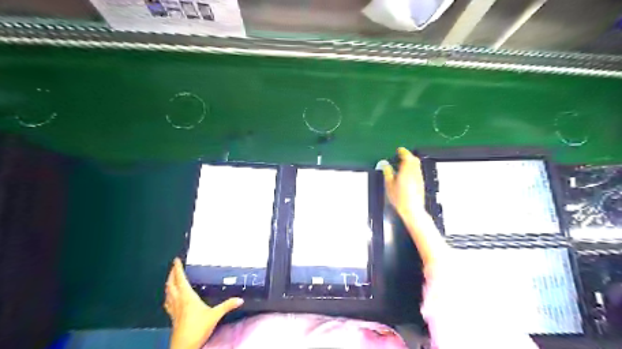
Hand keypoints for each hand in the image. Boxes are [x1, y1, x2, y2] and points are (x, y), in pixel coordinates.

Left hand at [164, 256, 243, 348]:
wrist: (184, 346)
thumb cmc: (198, 328)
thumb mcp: (215, 315)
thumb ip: (227, 306)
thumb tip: (240, 299)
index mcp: (187, 297)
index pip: (180, 279)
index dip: (177, 269)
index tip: (176, 260)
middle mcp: (178, 301)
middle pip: (171, 284)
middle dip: (171, 274)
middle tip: (173, 267)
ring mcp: (173, 309)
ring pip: (168, 293)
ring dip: (168, 284)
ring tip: (170, 279)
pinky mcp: (172, 317)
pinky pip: (168, 302)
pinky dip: (168, 296)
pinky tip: (170, 298)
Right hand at [382, 147, 424, 217]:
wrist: (412, 209)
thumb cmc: (400, 199)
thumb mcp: (389, 185)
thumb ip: (387, 173)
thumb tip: (385, 165)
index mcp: (406, 171)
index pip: (407, 156)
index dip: (403, 151)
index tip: (399, 150)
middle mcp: (414, 173)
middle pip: (414, 159)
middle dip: (408, 155)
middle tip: (402, 155)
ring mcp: (419, 178)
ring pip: (417, 165)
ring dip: (411, 162)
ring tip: (404, 164)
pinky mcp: (421, 183)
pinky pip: (418, 171)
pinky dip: (413, 168)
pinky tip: (408, 174)